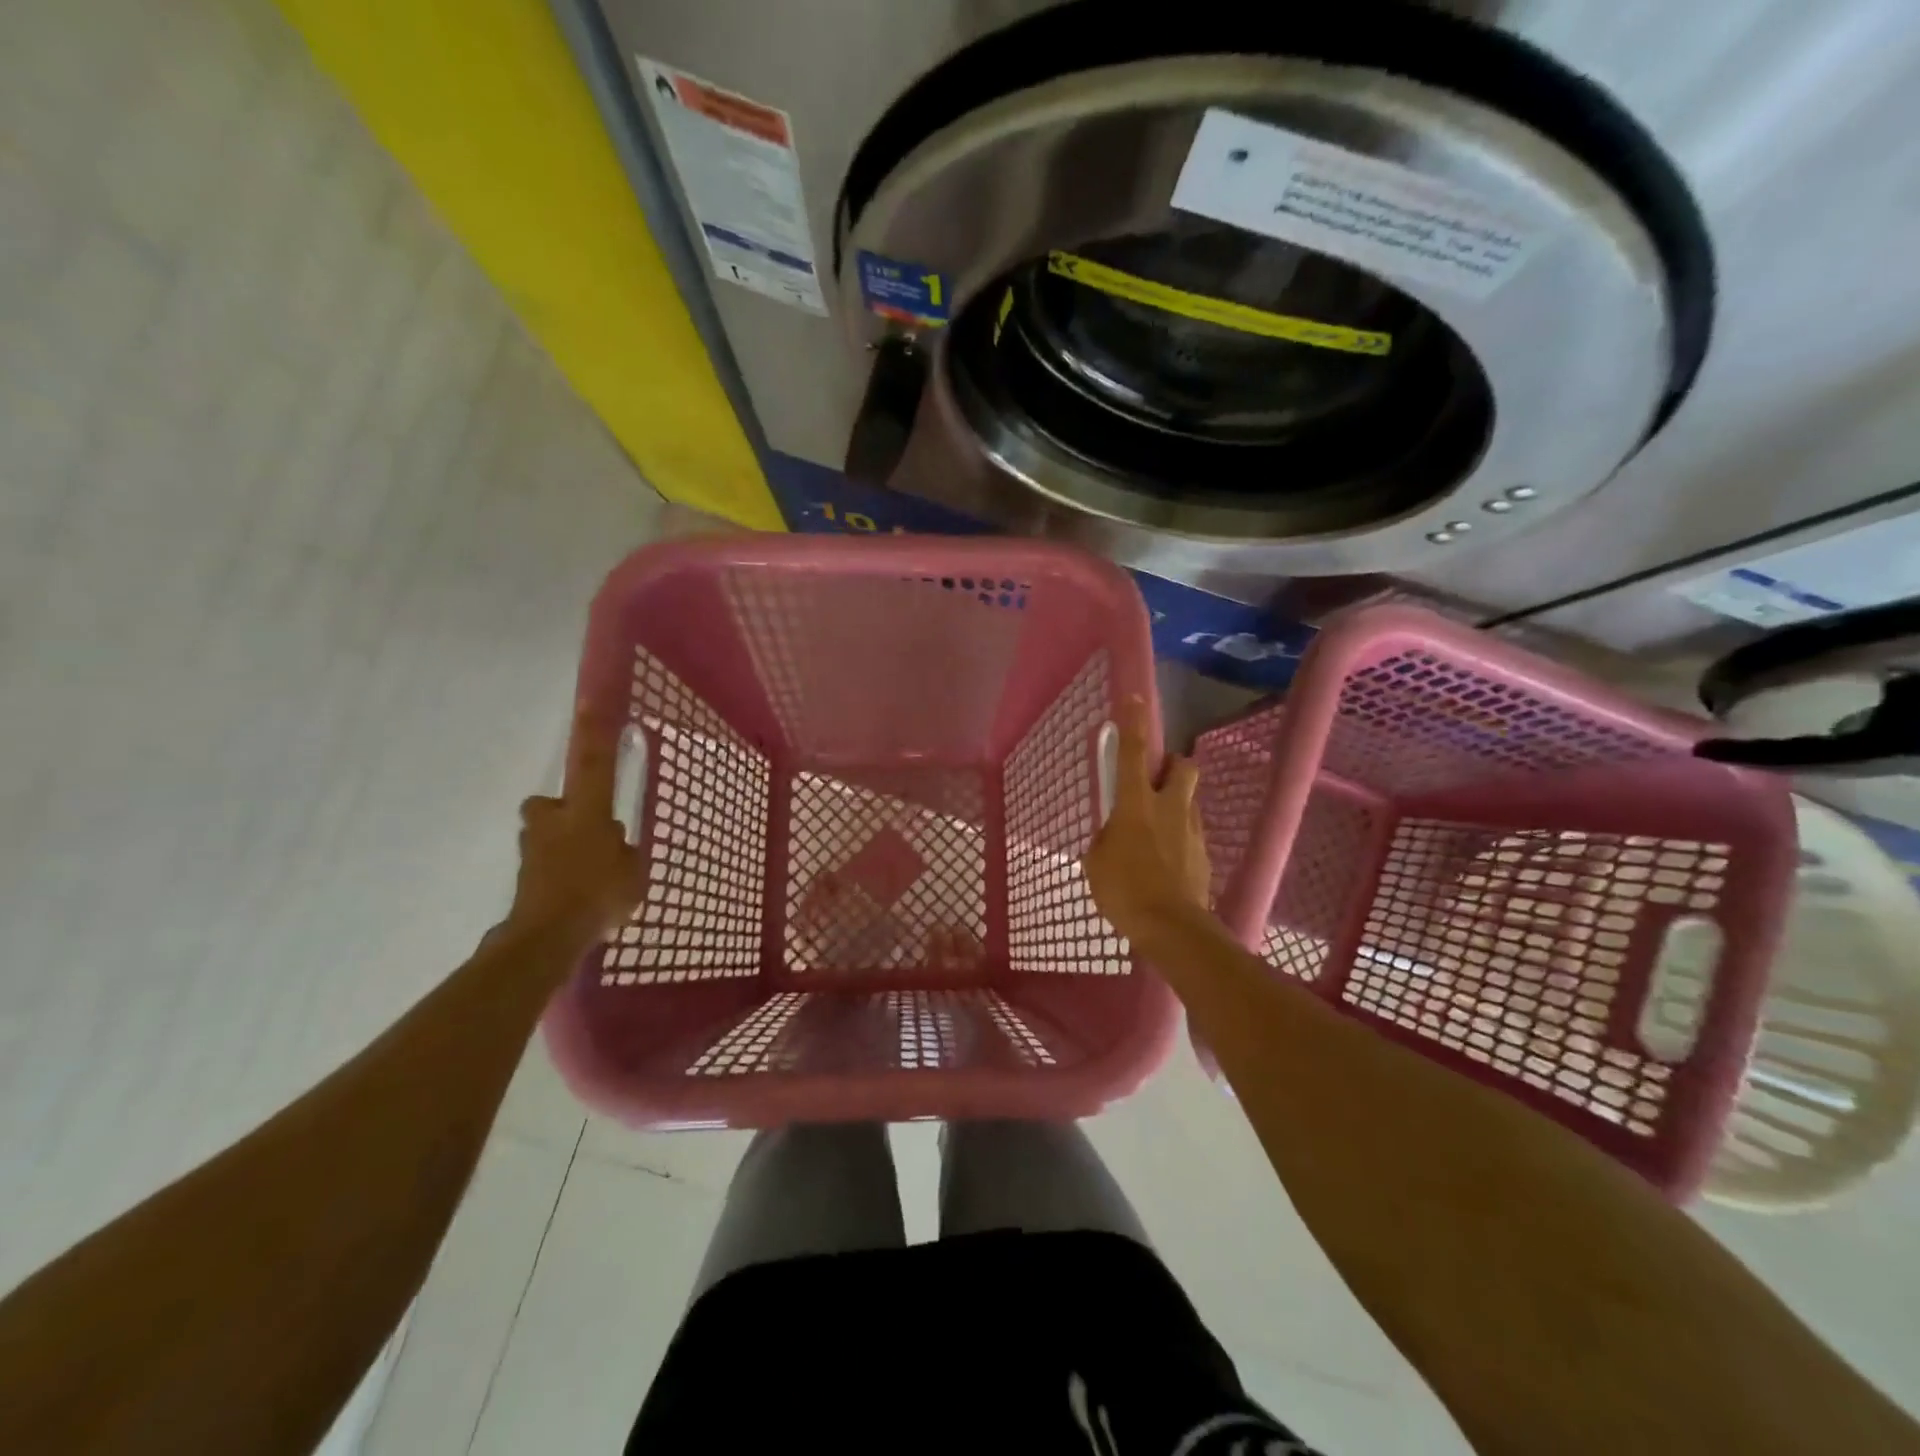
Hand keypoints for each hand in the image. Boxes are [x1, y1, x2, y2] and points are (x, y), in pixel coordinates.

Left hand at [504, 705, 646, 948]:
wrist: (548, 936)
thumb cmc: (599, 894)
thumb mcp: (633, 870)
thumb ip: (624, 851)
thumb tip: (614, 844)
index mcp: (585, 812)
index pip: (592, 763)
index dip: (592, 733)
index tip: (588, 701)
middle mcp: (553, 822)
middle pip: (549, 804)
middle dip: (561, 812)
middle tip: (586, 831)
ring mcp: (533, 849)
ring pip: (544, 835)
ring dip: (559, 845)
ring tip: (586, 874)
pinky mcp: (524, 877)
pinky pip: (544, 866)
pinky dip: (557, 875)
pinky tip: (577, 898)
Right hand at [1083, 697, 1211, 947]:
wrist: (1171, 928)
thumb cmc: (1124, 890)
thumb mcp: (1096, 862)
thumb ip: (1105, 839)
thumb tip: (1113, 836)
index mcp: (1136, 804)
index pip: (1134, 752)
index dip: (1133, 722)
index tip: (1134, 698)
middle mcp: (1169, 808)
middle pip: (1183, 766)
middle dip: (1172, 765)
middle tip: (1155, 782)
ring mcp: (1191, 830)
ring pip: (1189, 800)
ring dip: (1175, 805)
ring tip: (1156, 833)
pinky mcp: (1204, 854)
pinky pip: (1191, 833)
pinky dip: (1179, 838)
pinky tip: (1165, 863)